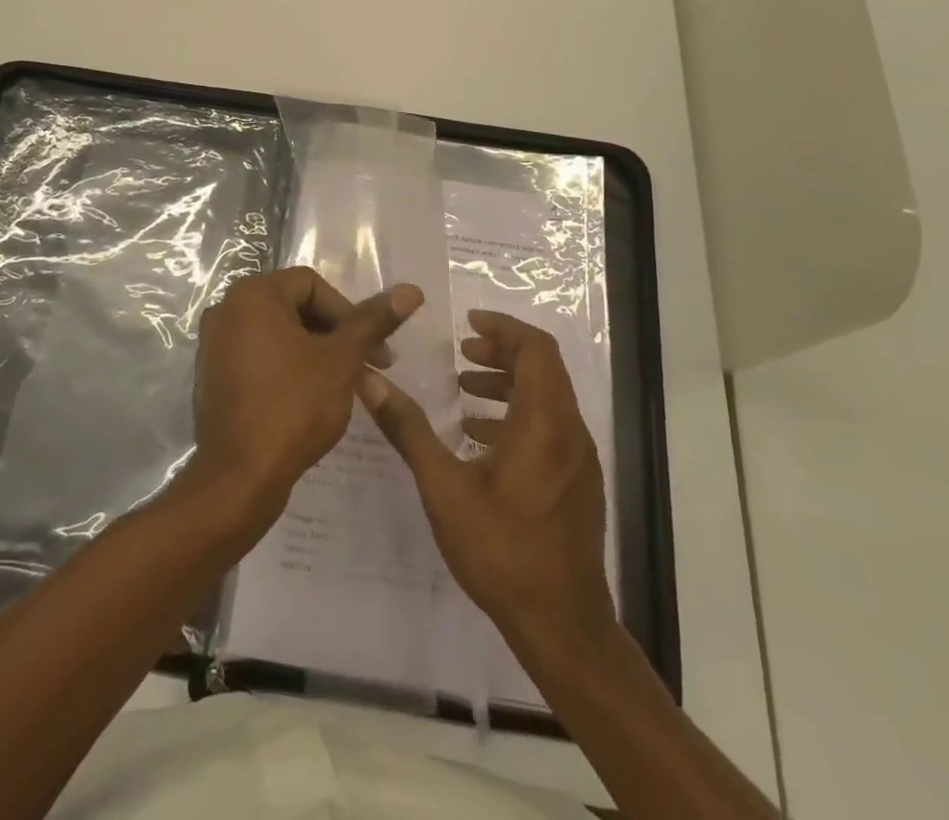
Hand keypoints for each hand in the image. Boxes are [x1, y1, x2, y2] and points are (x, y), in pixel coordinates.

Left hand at [190, 268, 420, 521]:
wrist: (238, 478)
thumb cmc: (293, 407)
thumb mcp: (341, 360)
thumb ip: (373, 321)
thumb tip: (411, 290)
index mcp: (253, 295)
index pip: (312, 284)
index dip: (349, 312)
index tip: (374, 349)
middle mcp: (227, 309)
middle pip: (294, 306)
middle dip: (335, 333)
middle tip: (368, 366)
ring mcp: (215, 344)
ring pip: (278, 333)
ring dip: (316, 351)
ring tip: (345, 384)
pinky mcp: (214, 375)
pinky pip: (259, 355)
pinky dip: (288, 366)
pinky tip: (311, 397)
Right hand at [359, 310, 615, 652]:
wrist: (562, 626)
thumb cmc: (502, 550)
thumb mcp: (444, 487)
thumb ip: (408, 429)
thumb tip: (369, 381)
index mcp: (544, 422)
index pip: (536, 349)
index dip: (504, 327)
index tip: (468, 322)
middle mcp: (569, 432)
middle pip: (544, 369)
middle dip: (503, 352)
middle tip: (463, 352)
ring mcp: (579, 460)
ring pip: (548, 398)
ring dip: (509, 385)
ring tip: (465, 392)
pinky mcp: (578, 484)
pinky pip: (551, 428)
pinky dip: (518, 415)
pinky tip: (481, 440)